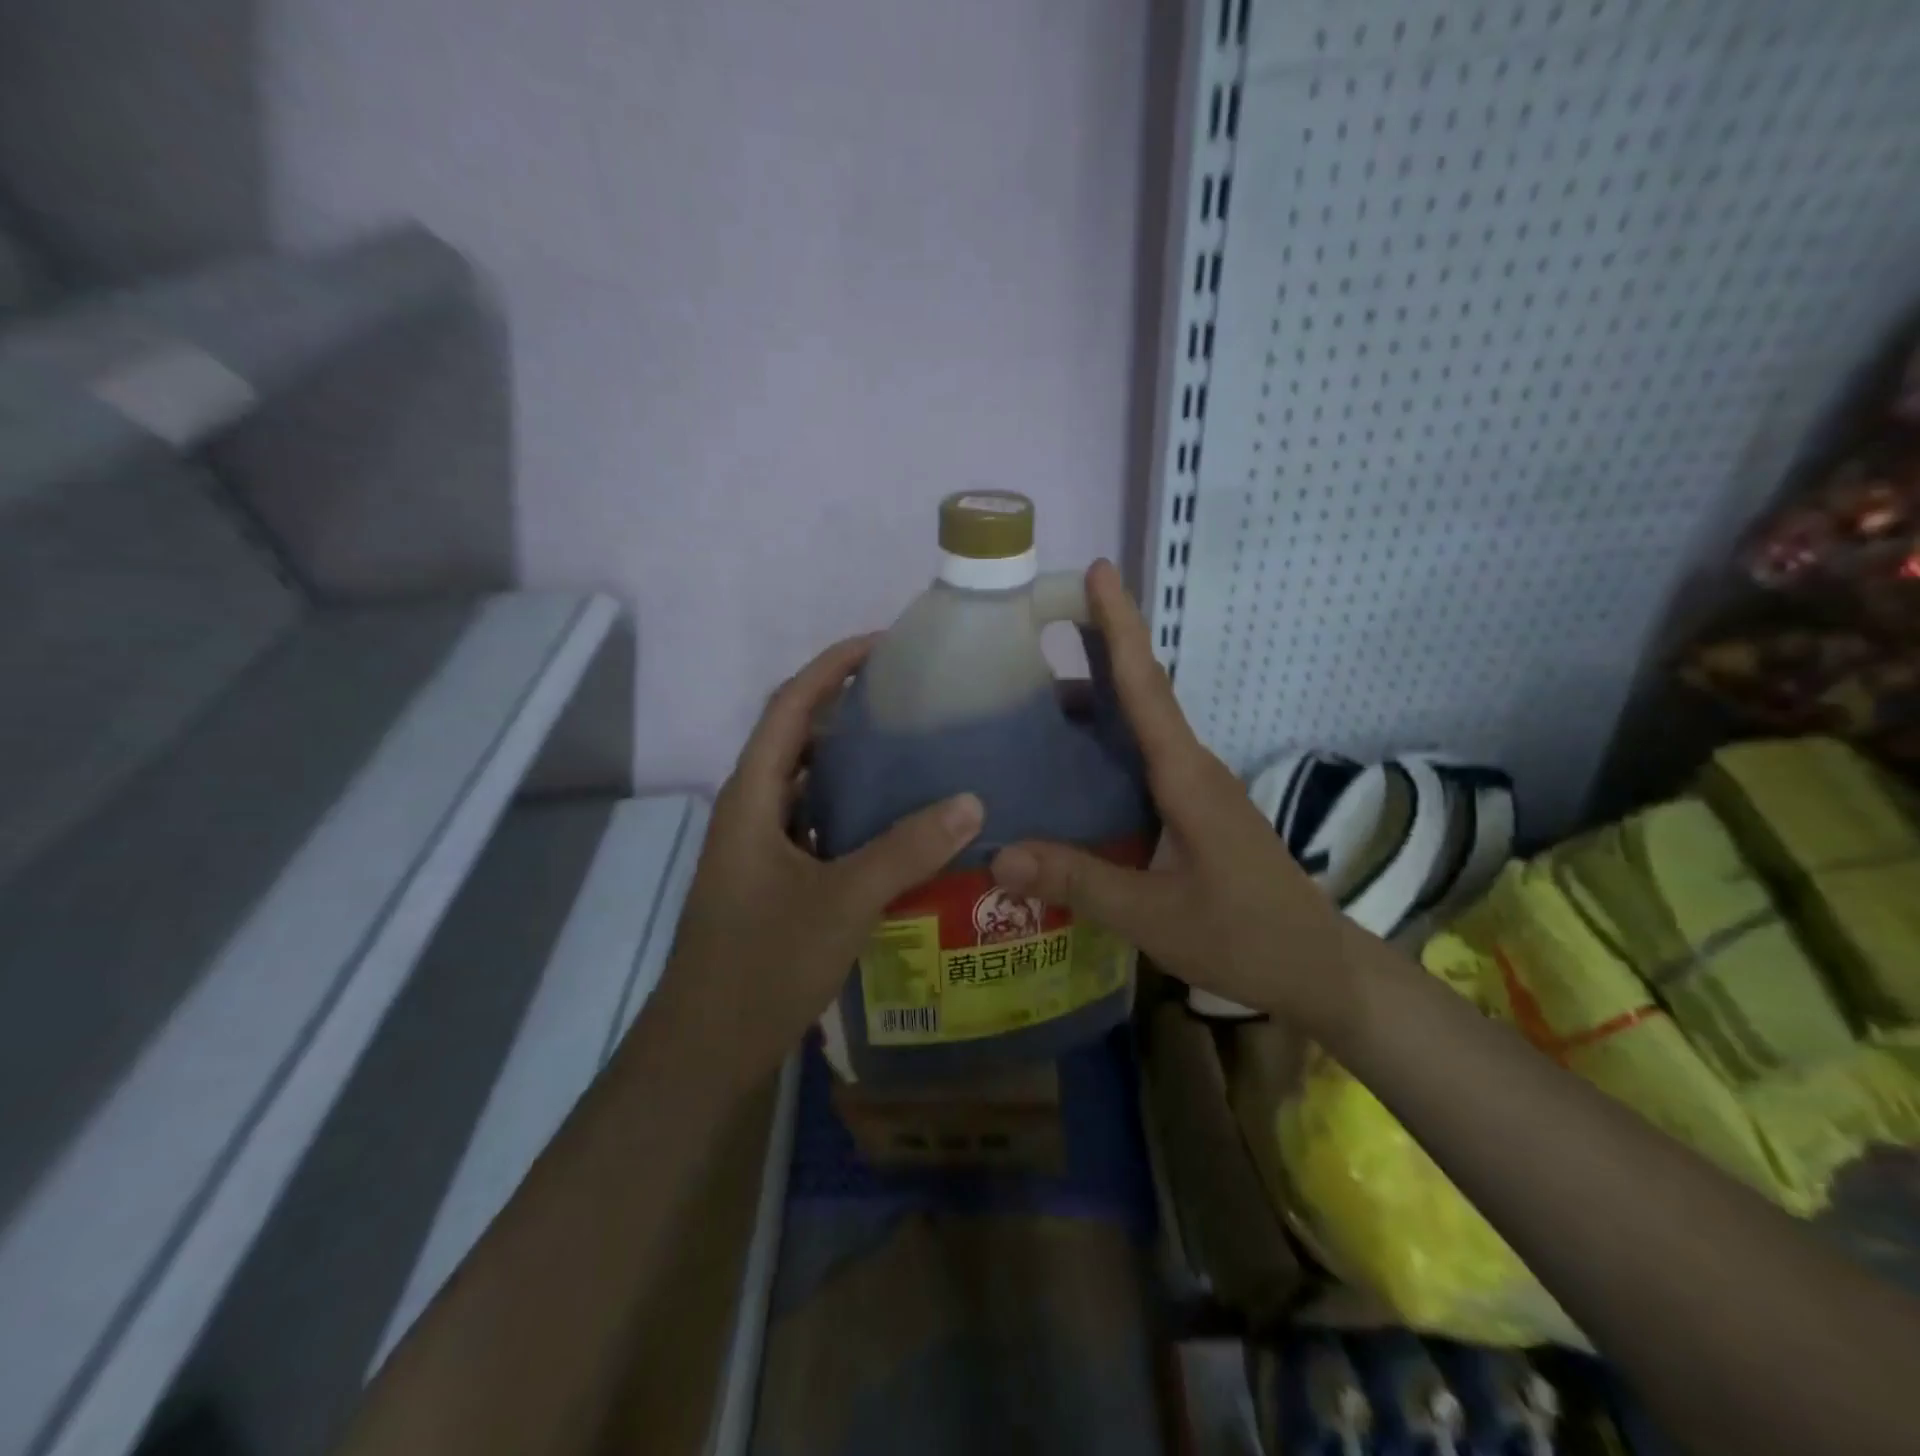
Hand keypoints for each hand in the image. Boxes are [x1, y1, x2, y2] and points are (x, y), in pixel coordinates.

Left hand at [655, 635, 984, 1087]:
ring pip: (809, 786)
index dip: (832, 667)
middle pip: (798, 739)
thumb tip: (971, 799)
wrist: (706, 1049)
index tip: (884, 645)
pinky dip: (853, 812)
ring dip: (852, 763)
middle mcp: (751, 811)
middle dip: (848, 709)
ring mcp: (760, 849)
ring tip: (914, 750)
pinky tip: (898, 824)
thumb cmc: (762, 963)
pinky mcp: (774, 881)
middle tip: (913, 700)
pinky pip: (817, 826)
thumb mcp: (843, 901)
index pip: (790, 707)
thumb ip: (907, 849)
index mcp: (752, 797)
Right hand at [988, 561, 1360, 1039]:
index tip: (1096, 572)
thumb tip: (998, 856)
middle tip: (1031, 632)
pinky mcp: (1194, 811)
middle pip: (1140, 693)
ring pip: (1140, 728)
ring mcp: (1196, 789)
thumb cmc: (1244, 935)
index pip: (1146, 685)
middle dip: (1094, 651)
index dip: (1119, 626)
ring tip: (1028, 701)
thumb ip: (1077, 881)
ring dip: (1094, 703)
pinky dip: (1105, 746)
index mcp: (1185, 776)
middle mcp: (1192, 768)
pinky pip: (1142, 760)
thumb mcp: (1153, 915)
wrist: (1317, 966)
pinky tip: (1069, 769)